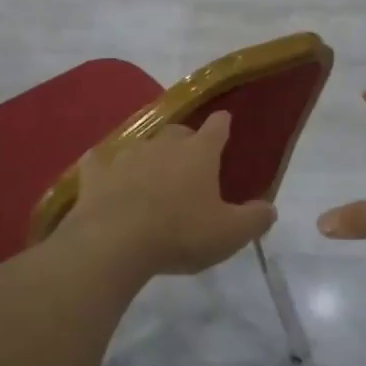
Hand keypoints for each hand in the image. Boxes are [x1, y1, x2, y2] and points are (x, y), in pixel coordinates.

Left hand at [60, 111, 275, 275]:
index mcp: (199, 153)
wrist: (114, 243)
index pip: (217, 127)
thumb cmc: (180, 234)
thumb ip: (255, 219)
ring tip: (151, 174)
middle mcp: (163, 144)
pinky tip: (105, 174)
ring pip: (142, 145)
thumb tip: (270, 208)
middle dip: (186, 141)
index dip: (222, 124)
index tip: (224, 122)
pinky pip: (101, 162)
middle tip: (190, 161)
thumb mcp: (229, 234)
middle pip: (179, 132)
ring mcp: (126, 154)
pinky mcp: (95, 172)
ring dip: (149, 155)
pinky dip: (106, 167)